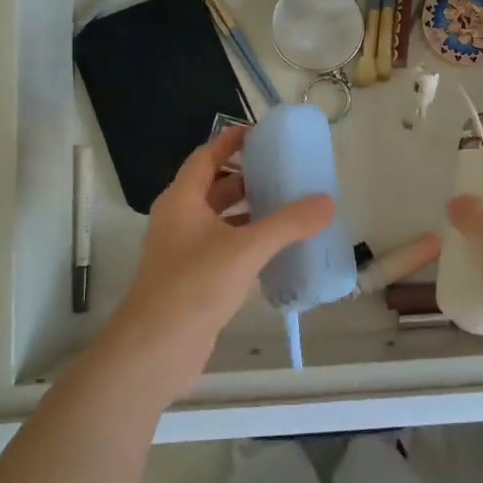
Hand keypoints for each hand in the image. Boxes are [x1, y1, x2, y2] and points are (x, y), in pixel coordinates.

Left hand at [97, 125, 333, 400]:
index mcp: (182, 200)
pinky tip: (275, 250)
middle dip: (247, 177)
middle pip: (214, 186)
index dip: (231, 142)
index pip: (206, 156)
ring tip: (288, 206)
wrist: (155, 349)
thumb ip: (288, 224)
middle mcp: (179, 220)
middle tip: (285, 172)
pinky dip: (247, 241)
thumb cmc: (194, 286)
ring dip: (249, 211)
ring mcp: (183, 251)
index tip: (262, 133)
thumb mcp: (246, 248)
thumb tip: (327, 203)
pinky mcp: (192, 279)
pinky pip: (223, 248)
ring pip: (220, 220)